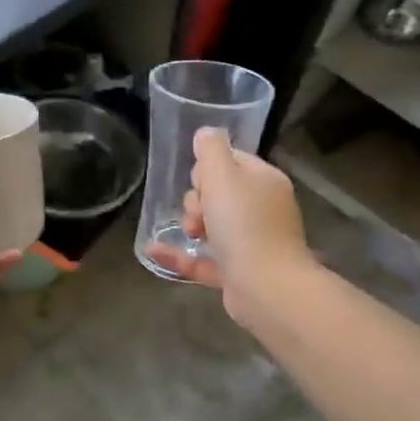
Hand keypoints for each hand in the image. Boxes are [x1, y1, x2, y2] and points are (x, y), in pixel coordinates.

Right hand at [146, 127, 312, 325]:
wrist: (266, 287)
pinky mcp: (237, 272)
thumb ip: (211, 150)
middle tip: (199, 210)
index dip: (208, 167)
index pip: (232, 161)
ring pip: (210, 225)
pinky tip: (153, 250)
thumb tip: (205, 133)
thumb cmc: (244, 224)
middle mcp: (262, 209)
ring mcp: (251, 243)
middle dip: (198, 198)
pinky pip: (202, 258)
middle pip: (218, 192)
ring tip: (191, 232)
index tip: (200, 179)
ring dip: (190, 224)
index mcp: (264, 181)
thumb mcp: (223, 175)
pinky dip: (180, 254)